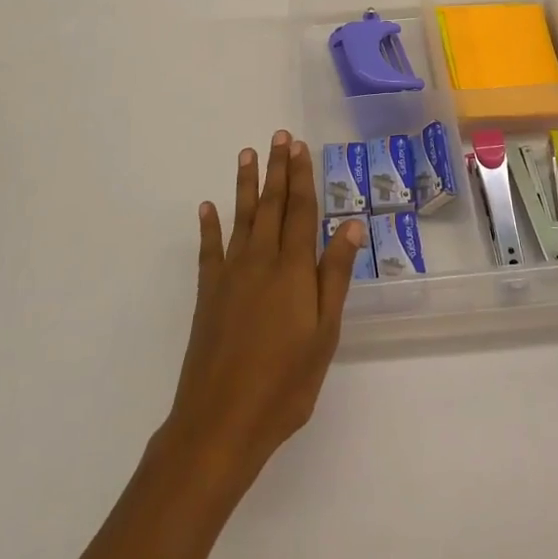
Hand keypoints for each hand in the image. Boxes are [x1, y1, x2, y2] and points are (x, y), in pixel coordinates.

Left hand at [161, 131, 364, 490]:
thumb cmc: (285, 383)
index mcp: (293, 269)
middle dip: (277, 169)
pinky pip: (209, 250)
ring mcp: (230, 275)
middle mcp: (260, 261)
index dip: (302, 177)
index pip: (300, 211)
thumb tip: (351, 224)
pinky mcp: (207, 293)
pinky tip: (207, 207)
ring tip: (247, 154)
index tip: (300, 146)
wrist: (220, 421)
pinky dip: (209, 226)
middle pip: (271, 205)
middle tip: (279, 136)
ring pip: (241, 218)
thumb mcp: (324, 333)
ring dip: (245, 184)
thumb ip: (335, 275)